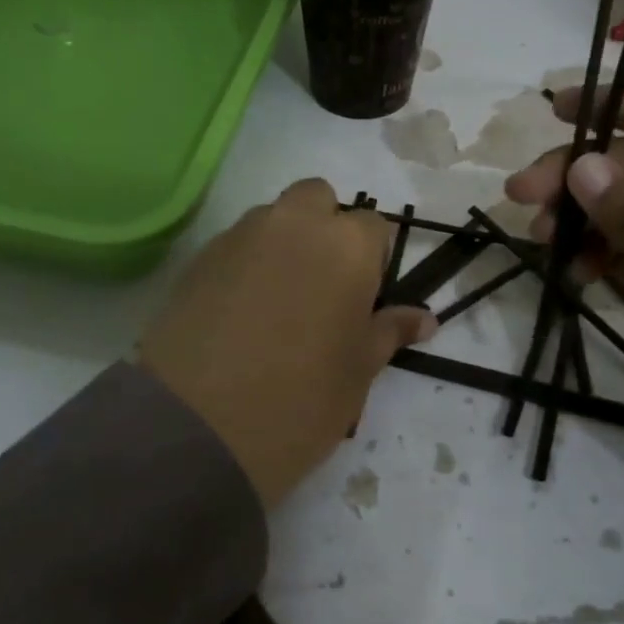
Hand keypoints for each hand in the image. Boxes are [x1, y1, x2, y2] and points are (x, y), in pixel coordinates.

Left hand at [140, 180, 435, 508]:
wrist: (200, 425)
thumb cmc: (302, 398)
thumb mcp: (359, 370)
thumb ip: (389, 331)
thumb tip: (424, 319)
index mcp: (346, 245)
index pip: (373, 226)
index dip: (373, 258)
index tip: (364, 296)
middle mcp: (294, 224)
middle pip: (318, 198)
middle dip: (325, 227)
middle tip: (323, 284)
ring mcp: (241, 236)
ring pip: (273, 217)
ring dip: (284, 242)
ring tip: (278, 301)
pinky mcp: (199, 258)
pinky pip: (236, 244)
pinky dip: (247, 262)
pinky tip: (241, 311)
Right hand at [506, 88, 623, 541]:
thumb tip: (579, 162)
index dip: (622, 106)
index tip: (557, 109)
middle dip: (580, 176)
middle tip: (520, 194)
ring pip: (622, 216)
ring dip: (578, 219)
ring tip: (537, 236)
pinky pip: (622, 258)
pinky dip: (592, 258)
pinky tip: (570, 271)